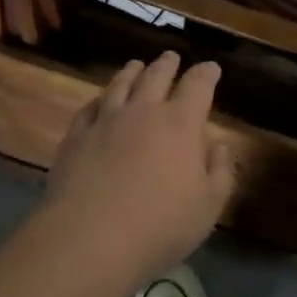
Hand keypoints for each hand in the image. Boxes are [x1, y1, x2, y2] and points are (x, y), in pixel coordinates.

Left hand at [44, 52, 234, 283]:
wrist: (90, 239)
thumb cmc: (160, 226)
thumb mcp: (208, 206)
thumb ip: (220, 172)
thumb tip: (219, 146)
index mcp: (181, 123)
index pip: (198, 85)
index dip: (207, 73)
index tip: (211, 68)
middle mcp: (143, 111)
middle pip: (157, 76)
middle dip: (167, 64)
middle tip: (172, 58)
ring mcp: (106, 120)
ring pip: (121, 84)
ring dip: (132, 71)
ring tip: (136, 65)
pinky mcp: (76, 136)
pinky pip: (90, 107)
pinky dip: (100, 98)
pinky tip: (100, 100)